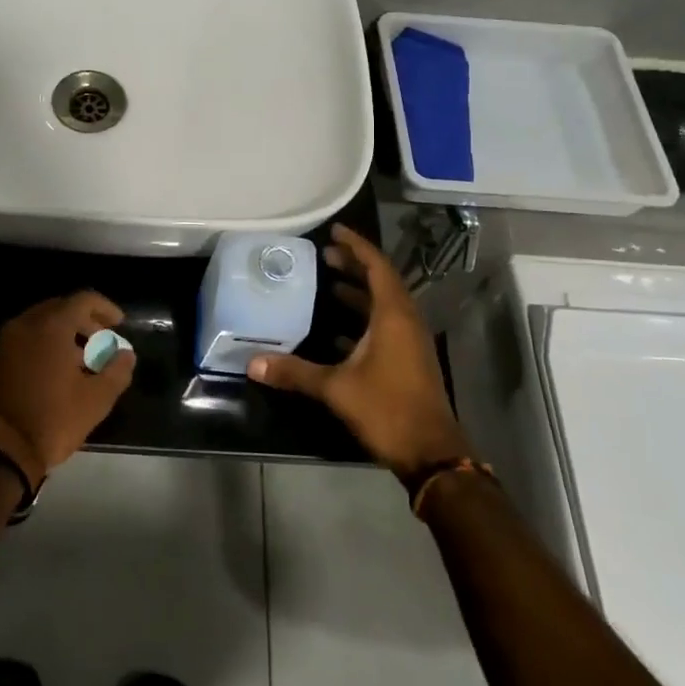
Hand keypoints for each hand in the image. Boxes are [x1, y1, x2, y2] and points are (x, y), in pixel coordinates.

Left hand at [0, 292, 134, 484]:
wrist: (1, 449)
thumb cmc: (53, 419)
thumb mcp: (96, 399)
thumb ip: (117, 371)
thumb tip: (126, 354)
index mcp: (51, 326)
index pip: (83, 300)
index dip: (106, 308)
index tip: (119, 324)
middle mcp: (26, 324)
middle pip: (61, 307)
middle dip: (85, 320)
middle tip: (102, 340)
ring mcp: (7, 340)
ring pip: (42, 323)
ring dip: (65, 333)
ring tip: (82, 358)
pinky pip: (27, 338)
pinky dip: (45, 343)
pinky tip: (58, 369)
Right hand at [246, 224, 471, 480]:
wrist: (432, 454)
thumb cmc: (387, 409)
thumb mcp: (336, 388)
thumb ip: (295, 372)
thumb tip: (252, 363)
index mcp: (393, 316)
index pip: (376, 267)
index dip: (356, 246)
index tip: (334, 231)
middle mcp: (406, 322)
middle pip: (381, 282)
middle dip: (355, 266)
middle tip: (325, 255)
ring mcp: (410, 343)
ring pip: (384, 306)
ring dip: (359, 292)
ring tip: (328, 283)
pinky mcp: (409, 361)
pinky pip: (386, 327)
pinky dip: (363, 320)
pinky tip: (337, 332)